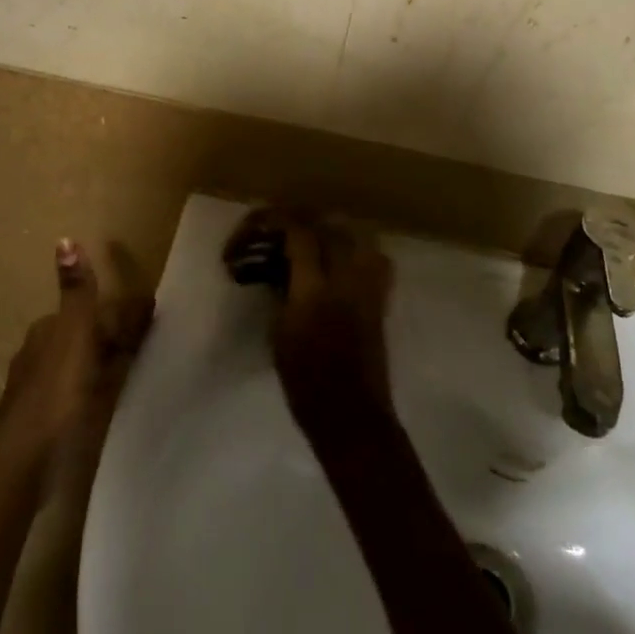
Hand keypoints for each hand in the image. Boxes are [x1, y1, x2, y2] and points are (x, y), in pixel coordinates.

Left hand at [0, 240, 153, 473]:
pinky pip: (82, 393)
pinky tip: (114, 400)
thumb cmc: (54, 392)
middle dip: (114, 336)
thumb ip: (77, 292)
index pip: (90, 311)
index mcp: (47, 331)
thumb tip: (65, 239)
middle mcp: (40, 355)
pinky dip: (100, 390)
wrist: (24, 461)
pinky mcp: (48, 422)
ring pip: (83, 366)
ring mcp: (42, 391)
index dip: (120, 313)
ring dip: (108, 363)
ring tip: (141, 369)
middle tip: (153, 342)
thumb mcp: (73, 334)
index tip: (151, 317)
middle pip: (86, 337)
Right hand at [256, 212, 394, 418]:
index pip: (299, 233)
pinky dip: (351, 247)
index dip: (273, 222)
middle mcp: (346, 278)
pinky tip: (334, 257)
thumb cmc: (305, 382)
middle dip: (296, 219)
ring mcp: (369, 284)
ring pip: (351, 233)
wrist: (351, 415)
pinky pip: (370, 254)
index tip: (253, 230)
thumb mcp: (279, 332)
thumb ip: (282, 288)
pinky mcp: (381, 295)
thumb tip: (279, 264)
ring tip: (302, 237)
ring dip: (325, 227)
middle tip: (272, 229)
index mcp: (315, 290)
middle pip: (326, 224)